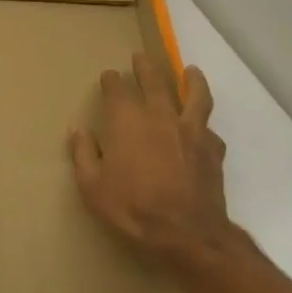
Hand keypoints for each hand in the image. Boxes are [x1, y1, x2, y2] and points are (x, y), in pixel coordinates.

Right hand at [69, 52, 239, 271]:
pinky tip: (204, 130)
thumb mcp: (92, 186)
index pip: (117, 89)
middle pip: (154, 81)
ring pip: (194, 96)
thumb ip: (84, 154)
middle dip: (145, 67)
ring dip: (191, 81)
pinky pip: (210, 130)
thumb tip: (79, 130)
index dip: (111, 80)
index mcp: (127, 120)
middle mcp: (160, 116)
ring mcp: (190, 131)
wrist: (187, 234)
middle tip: (140, 58)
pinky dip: (205, 126)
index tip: (108, 76)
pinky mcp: (212, 151)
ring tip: (191, 71)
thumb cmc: (132, 208)